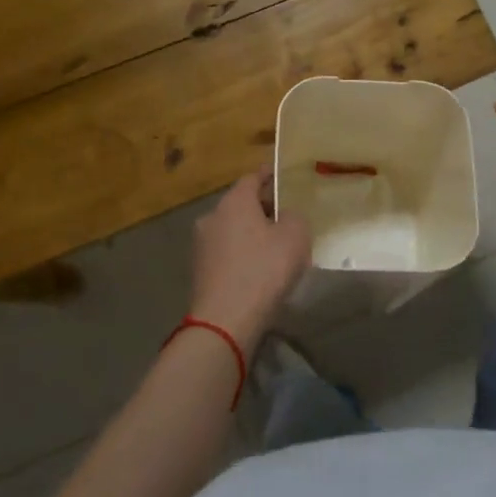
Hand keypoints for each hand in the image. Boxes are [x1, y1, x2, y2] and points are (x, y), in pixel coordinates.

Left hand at [189, 172, 311, 350]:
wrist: (226, 320)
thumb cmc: (264, 269)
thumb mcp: (295, 236)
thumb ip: (294, 216)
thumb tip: (284, 216)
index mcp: (234, 201)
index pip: (253, 177)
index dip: (270, 176)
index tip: (285, 177)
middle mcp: (212, 216)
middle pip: (241, 204)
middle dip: (264, 208)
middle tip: (288, 216)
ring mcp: (202, 244)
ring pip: (233, 229)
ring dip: (252, 233)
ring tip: (276, 246)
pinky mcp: (200, 270)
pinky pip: (227, 252)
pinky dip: (242, 254)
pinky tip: (259, 270)